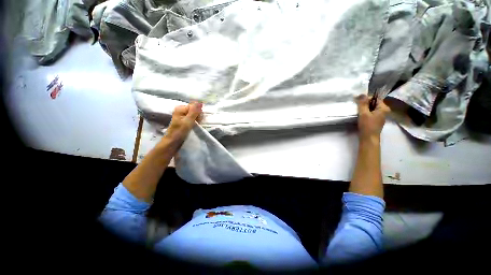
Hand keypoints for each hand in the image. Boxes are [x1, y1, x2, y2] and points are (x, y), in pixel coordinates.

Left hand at [164, 102, 202, 143]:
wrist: (173, 141)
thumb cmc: (179, 131)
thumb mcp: (188, 121)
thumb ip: (194, 112)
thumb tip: (200, 102)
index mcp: (181, 108)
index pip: (195, 106)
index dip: (198, 112)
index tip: (198, 119)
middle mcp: (181, 109)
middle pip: (195, 109)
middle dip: (198, 116)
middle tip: (196, 123)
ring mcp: (183, 115)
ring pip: (195, 114)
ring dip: (197, 119)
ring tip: (194, 125)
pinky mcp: (185, 119)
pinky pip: (193, 117)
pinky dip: (195, 121)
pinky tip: (194, 126)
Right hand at [356, 95, 390, 141]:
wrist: (369, 138)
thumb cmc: (367, 126)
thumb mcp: (363, 113)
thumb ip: (362, 103)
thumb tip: (361, 94)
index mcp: (383, 108)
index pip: (375, 98)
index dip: (366, 99)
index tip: (358, 102)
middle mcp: (384, 111)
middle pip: (373, 103)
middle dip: (365, 104)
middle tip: (357, 107)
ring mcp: (380, 116)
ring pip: (371, 108)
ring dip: (364, 109)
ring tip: (358, 112)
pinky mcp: (376, 121)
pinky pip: (371, 113)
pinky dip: (365, 113)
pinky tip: (360, 116)